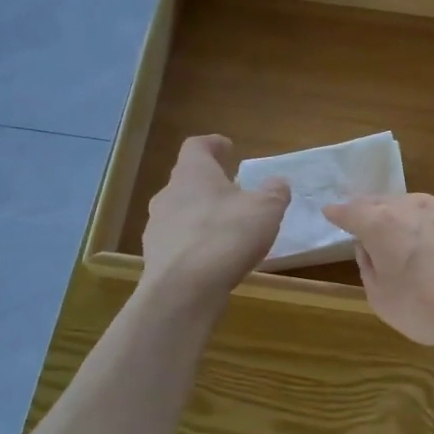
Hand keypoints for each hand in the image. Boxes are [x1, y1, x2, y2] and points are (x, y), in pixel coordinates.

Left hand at [140, 136, 288, 307]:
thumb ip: (274, 192)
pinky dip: (196, 243)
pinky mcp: (156, 256)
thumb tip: (277, 183)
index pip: (197, 146)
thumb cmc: (227, 236)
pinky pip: (179, 241)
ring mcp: (157, 226)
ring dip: (202, 214)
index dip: (213, 144)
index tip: (228, 147)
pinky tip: (214, 257)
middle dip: (210, 183)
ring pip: (181, 211)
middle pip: (187, 179)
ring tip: (226, 228)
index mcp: (193, 173)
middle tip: (233, 191)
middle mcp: (169, 194)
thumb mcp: (266, 209)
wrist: (184, 290)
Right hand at [321, 194, 433, 367]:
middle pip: (384, 202)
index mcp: (382, 224)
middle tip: (362, 215)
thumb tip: (368, 249)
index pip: (351, 212)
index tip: (330, 212)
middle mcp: (413, 207)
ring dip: (405, 214)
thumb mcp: (383, 300)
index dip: (339, 213)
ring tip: (402, 227)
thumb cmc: (430, 308)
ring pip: (418, 205)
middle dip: (370, 208)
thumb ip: (370, 269)